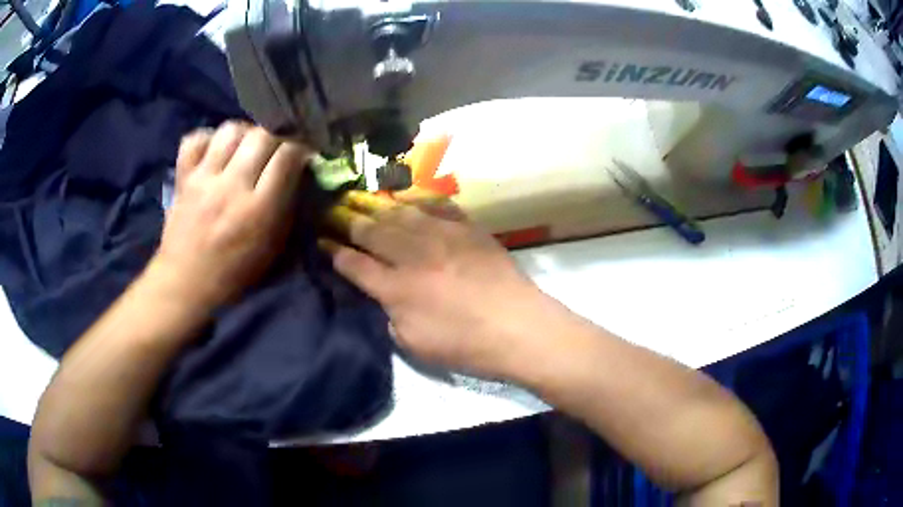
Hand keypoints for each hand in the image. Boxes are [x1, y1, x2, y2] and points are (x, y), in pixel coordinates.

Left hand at [151, 122, 311, 307]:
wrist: (185, 284)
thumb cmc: (234, 274)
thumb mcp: (272, 249)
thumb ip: (287, 208)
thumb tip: (297, 174)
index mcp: (258, 209)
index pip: (287, 155)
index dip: (300, 148)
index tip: (301, 155)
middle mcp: (231, 186)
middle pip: (261, 135)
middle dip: (275, 137)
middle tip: (274, 150)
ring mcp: (204, 178)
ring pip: (230, 130)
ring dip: (244, 133)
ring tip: (245, 147)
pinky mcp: (183, 177)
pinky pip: (195, 139)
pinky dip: (208, 138)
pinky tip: (215, 150)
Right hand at [323, 190, 561, 376]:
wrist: (520, 328)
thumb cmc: (468, 346)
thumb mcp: (416, 345)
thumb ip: (391, 316)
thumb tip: (384, 295)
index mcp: (397, 289)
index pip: (354, 264)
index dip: (333, 251)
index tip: (321, 241)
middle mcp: (413, 255)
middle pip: (371, 231)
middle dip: (347, 220)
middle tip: (333, 210)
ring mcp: (442, 236)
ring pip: (400, 213)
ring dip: (376, 206)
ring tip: (361, 198)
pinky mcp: (468, 228)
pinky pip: (437, 206)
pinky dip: (418, 201)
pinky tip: (408, 200)